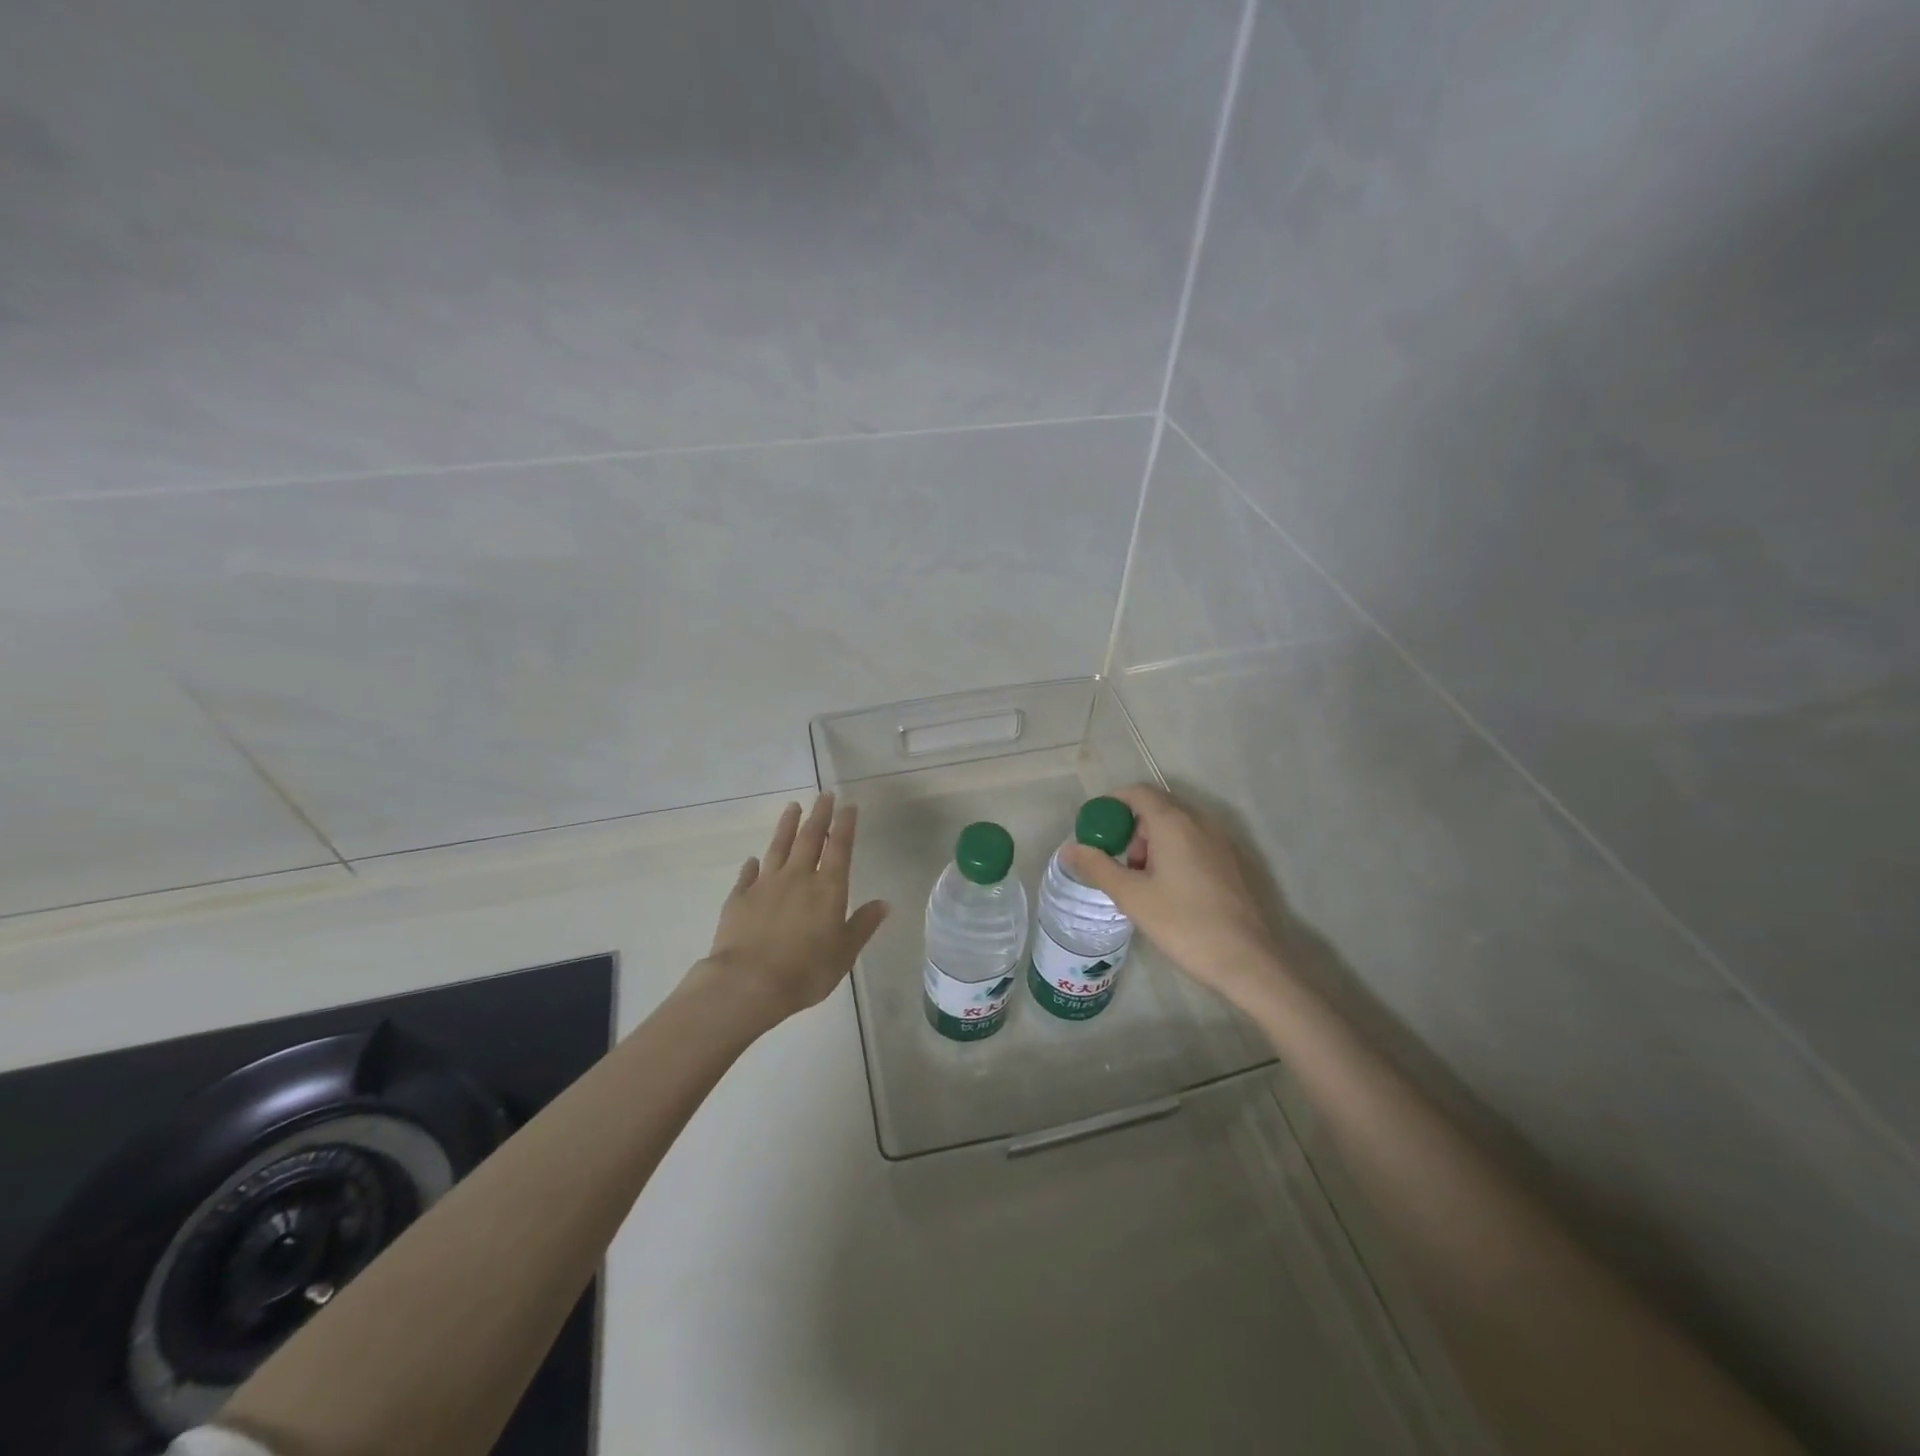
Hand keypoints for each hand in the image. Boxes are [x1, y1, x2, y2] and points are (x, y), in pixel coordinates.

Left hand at [699, 793, 888, 1024]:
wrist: (748, 983)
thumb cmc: (806, 971)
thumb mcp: (844, 953)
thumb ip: (862, 925)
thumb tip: (884, 903)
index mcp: (828, 889)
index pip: (840, 848)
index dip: (845, 825)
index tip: (848, 805)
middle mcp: (798, 878)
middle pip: (809, 839)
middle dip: (819, 815)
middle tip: (824, 795)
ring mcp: (766, 885)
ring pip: (778, 847)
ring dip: (786, 826)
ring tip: (792, 807)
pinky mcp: (739, 898)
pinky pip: (748, 875)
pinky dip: (752, 865)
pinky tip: (754, 859)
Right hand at [1062, 784, 1281, 1008]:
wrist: (1248, 962)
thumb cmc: (1184, 924)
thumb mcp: (1132, 897)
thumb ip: (1098, 867)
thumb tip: (1070, 848)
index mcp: (1174, 823)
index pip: (1138, 792)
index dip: (1111, 804)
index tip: (1094, 829)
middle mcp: (1201, 822)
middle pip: (1157, 808)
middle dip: (1131, 829)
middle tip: (1119, 865)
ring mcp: (1222, 841)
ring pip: (1177, 827)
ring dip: (1153, 843)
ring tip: (1143, 883)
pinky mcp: (1234, 862)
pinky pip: (1195, 842)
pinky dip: (1174, 853)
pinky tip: (1170, 891)